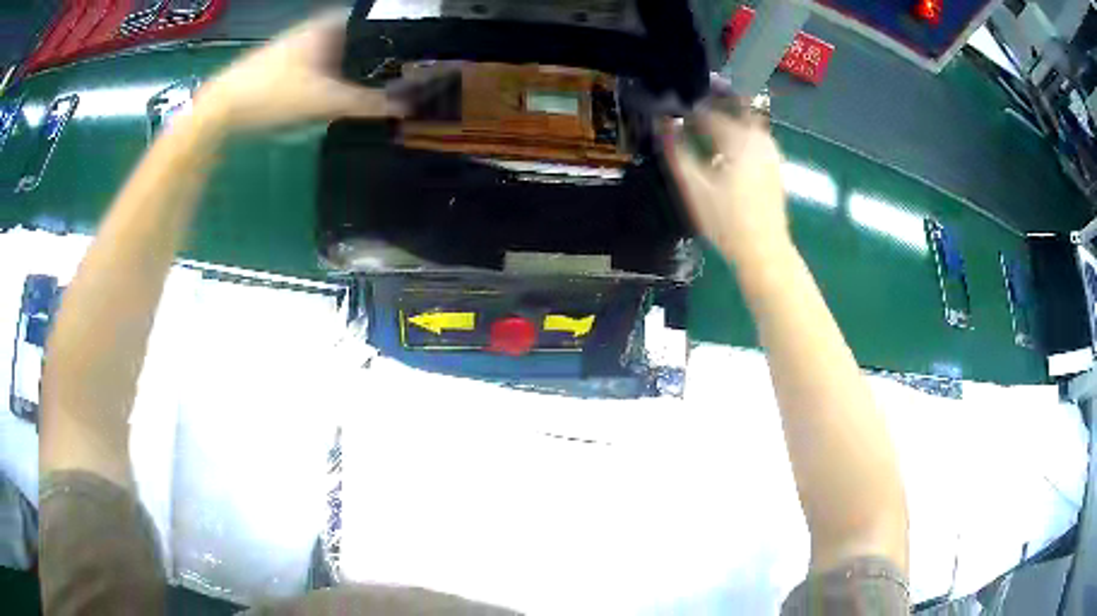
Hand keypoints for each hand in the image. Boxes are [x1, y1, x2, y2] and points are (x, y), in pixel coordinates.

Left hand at [196, 10, 403, 131]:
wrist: (220, 108)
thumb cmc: (272, 94)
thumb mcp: (323, 100)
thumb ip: (366, 103)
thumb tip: (407, 107)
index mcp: (329, 25)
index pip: (374, 19)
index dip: (397, 32)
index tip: (415, 51)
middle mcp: (315, 29)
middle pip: (358, 36)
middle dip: (378, 52)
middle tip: (401, 72)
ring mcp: (298, 45)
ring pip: (338, 50)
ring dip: (356, 65)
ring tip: (377, 83)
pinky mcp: (285, 63)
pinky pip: (322, 63)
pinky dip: (335, 73)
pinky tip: (339, 91)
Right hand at [663, 107, 789, 265]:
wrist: (764, 250)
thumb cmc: (727, 221)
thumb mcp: (695, 187)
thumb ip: (677, 152)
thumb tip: (663, 124)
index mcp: (738, 138)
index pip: (708, 113)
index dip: (688, 110)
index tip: (671, 109)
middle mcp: (758, 138)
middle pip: (732, 110)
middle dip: (711, 107)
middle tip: (690, 112)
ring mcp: (770, 151)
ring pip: (746, 122)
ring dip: (727, 119)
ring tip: (705, 126)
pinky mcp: (775, 165)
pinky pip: (754, 137)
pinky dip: (739, 134)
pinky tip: (727, 147)